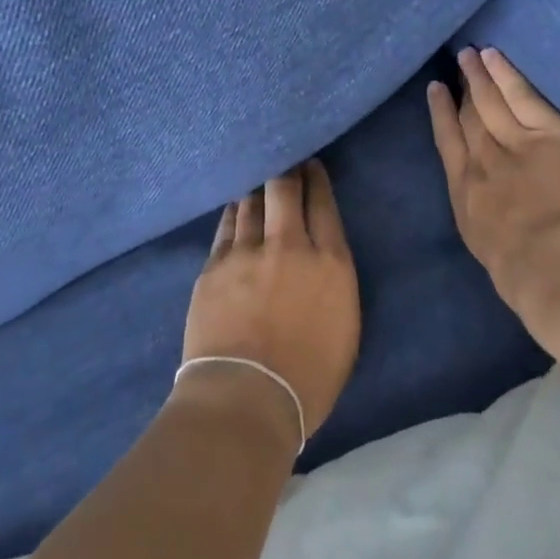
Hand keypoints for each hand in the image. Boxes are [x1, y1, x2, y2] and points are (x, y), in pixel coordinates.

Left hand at [180, 160, 360, 451]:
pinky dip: (234, 212)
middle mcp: (290, 245)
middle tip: (284, 160)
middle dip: (286, 170)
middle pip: (285, 189)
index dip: (316, 179)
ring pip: (251, 202)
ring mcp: (247, 252)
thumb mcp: (344, 330)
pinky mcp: (215, 265)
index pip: (323, 204)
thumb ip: (334, 285)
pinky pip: (226, 226)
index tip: (311, 165)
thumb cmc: (308, 380)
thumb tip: (321, 262)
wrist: (245, 398)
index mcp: (330, 264)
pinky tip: (235, 206)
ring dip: (257, 188)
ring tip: (258, 179)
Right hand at [428, 47, 559, 343]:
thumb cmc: (524, 276)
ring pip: (490, 102)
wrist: (552, 264)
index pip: (449, 145)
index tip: (437, 92)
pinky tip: (494, 58)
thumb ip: (488, 225)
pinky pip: (522, 97)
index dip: (441, 115)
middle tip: (454, 65)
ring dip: (478, 76)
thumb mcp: (490, 252)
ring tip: (470, 55)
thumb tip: (491, 219)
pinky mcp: (546, 134)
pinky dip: (505, 76)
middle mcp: (480, 161)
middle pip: (467, 118)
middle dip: (460, 92)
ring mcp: (512, 143)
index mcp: (465, 194)